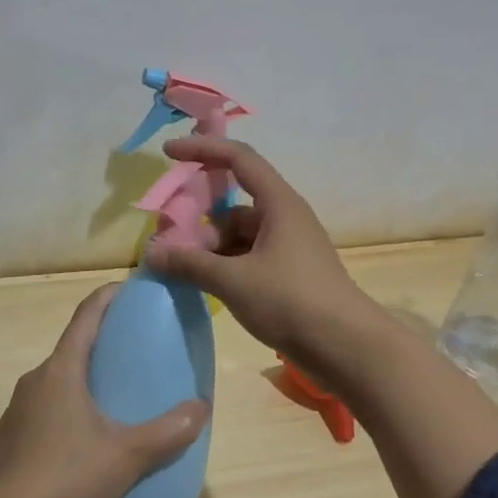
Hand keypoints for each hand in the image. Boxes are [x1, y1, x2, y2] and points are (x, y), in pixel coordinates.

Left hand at [0, 283, 208, 497]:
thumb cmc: (67, 477)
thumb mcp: (127, 455)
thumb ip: (168, 432)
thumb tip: (201, 408)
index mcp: (60, 371)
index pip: (85, 317)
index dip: (108, 297)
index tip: (129, 288)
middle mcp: (34, 382)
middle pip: (72, 349)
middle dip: (103, 345)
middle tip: (136, 354)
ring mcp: (16, 412)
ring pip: (57, 384)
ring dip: (85, 382)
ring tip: (116, 400)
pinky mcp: (8, 440)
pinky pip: (44, 412)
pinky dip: (68, 411)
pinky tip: (85, 443)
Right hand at [143, 137, 376, 373]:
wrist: (346, 347)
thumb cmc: (291, 301)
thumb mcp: (233, 281)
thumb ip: (190, 264)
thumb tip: (152, 254)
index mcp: (278, 203)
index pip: (237, 159)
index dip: (202, 150)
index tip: (168, 153)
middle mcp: (285, 218)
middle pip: (233, 205)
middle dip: (201, 222)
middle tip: (171, 246)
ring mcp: (289, 247)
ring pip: (239, 236)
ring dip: (211, 250)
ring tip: (185, 274)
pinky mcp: (289, 274)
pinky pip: (249, 258)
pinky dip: (226, 267)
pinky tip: (207, 288)